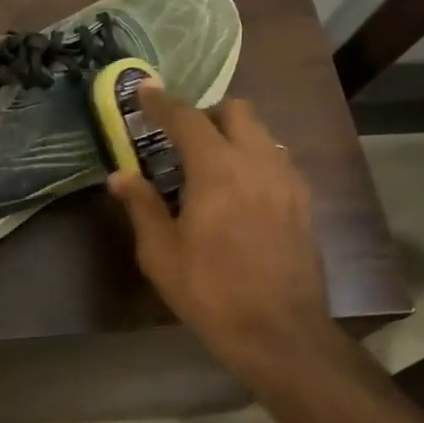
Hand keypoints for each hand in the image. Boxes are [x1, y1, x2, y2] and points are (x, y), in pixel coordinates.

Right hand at [108, 82, 331, 368]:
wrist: (279, 332)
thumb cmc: (211, 291)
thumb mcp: (161, 253)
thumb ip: (141, 206)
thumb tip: (119, 176)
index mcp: (217, 169)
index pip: (187, 118)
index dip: (162, 102)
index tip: (144, 91)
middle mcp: (257, 162)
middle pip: (236, 110)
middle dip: (206, 113)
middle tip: (182, 138)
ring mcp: (287, 180)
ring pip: (261, 132)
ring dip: (234, 134)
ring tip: (211, 164)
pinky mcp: (304, 201)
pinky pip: (276, 159)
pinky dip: (254, 157)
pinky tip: (241, 190)